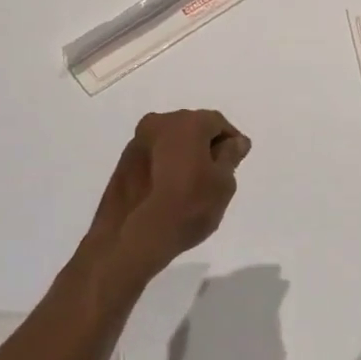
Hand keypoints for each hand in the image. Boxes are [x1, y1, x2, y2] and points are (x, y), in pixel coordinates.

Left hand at [82, 109, 250, 285]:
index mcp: (186, 122)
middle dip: (206, 145)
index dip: (231, 140)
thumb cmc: (188, 206)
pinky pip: (154, 156)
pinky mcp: (123, 162)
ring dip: (184, 155)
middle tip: (217, 173)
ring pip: (170, 142)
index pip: (217, 122)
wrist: (135, 237)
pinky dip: (165, 165)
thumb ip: (231, 156)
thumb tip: (236, 142)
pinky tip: (170, 189)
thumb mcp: (223, 183)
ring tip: (192, 184)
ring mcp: (137, 142)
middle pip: (191, 127)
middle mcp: (159, 123)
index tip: (237, 161)